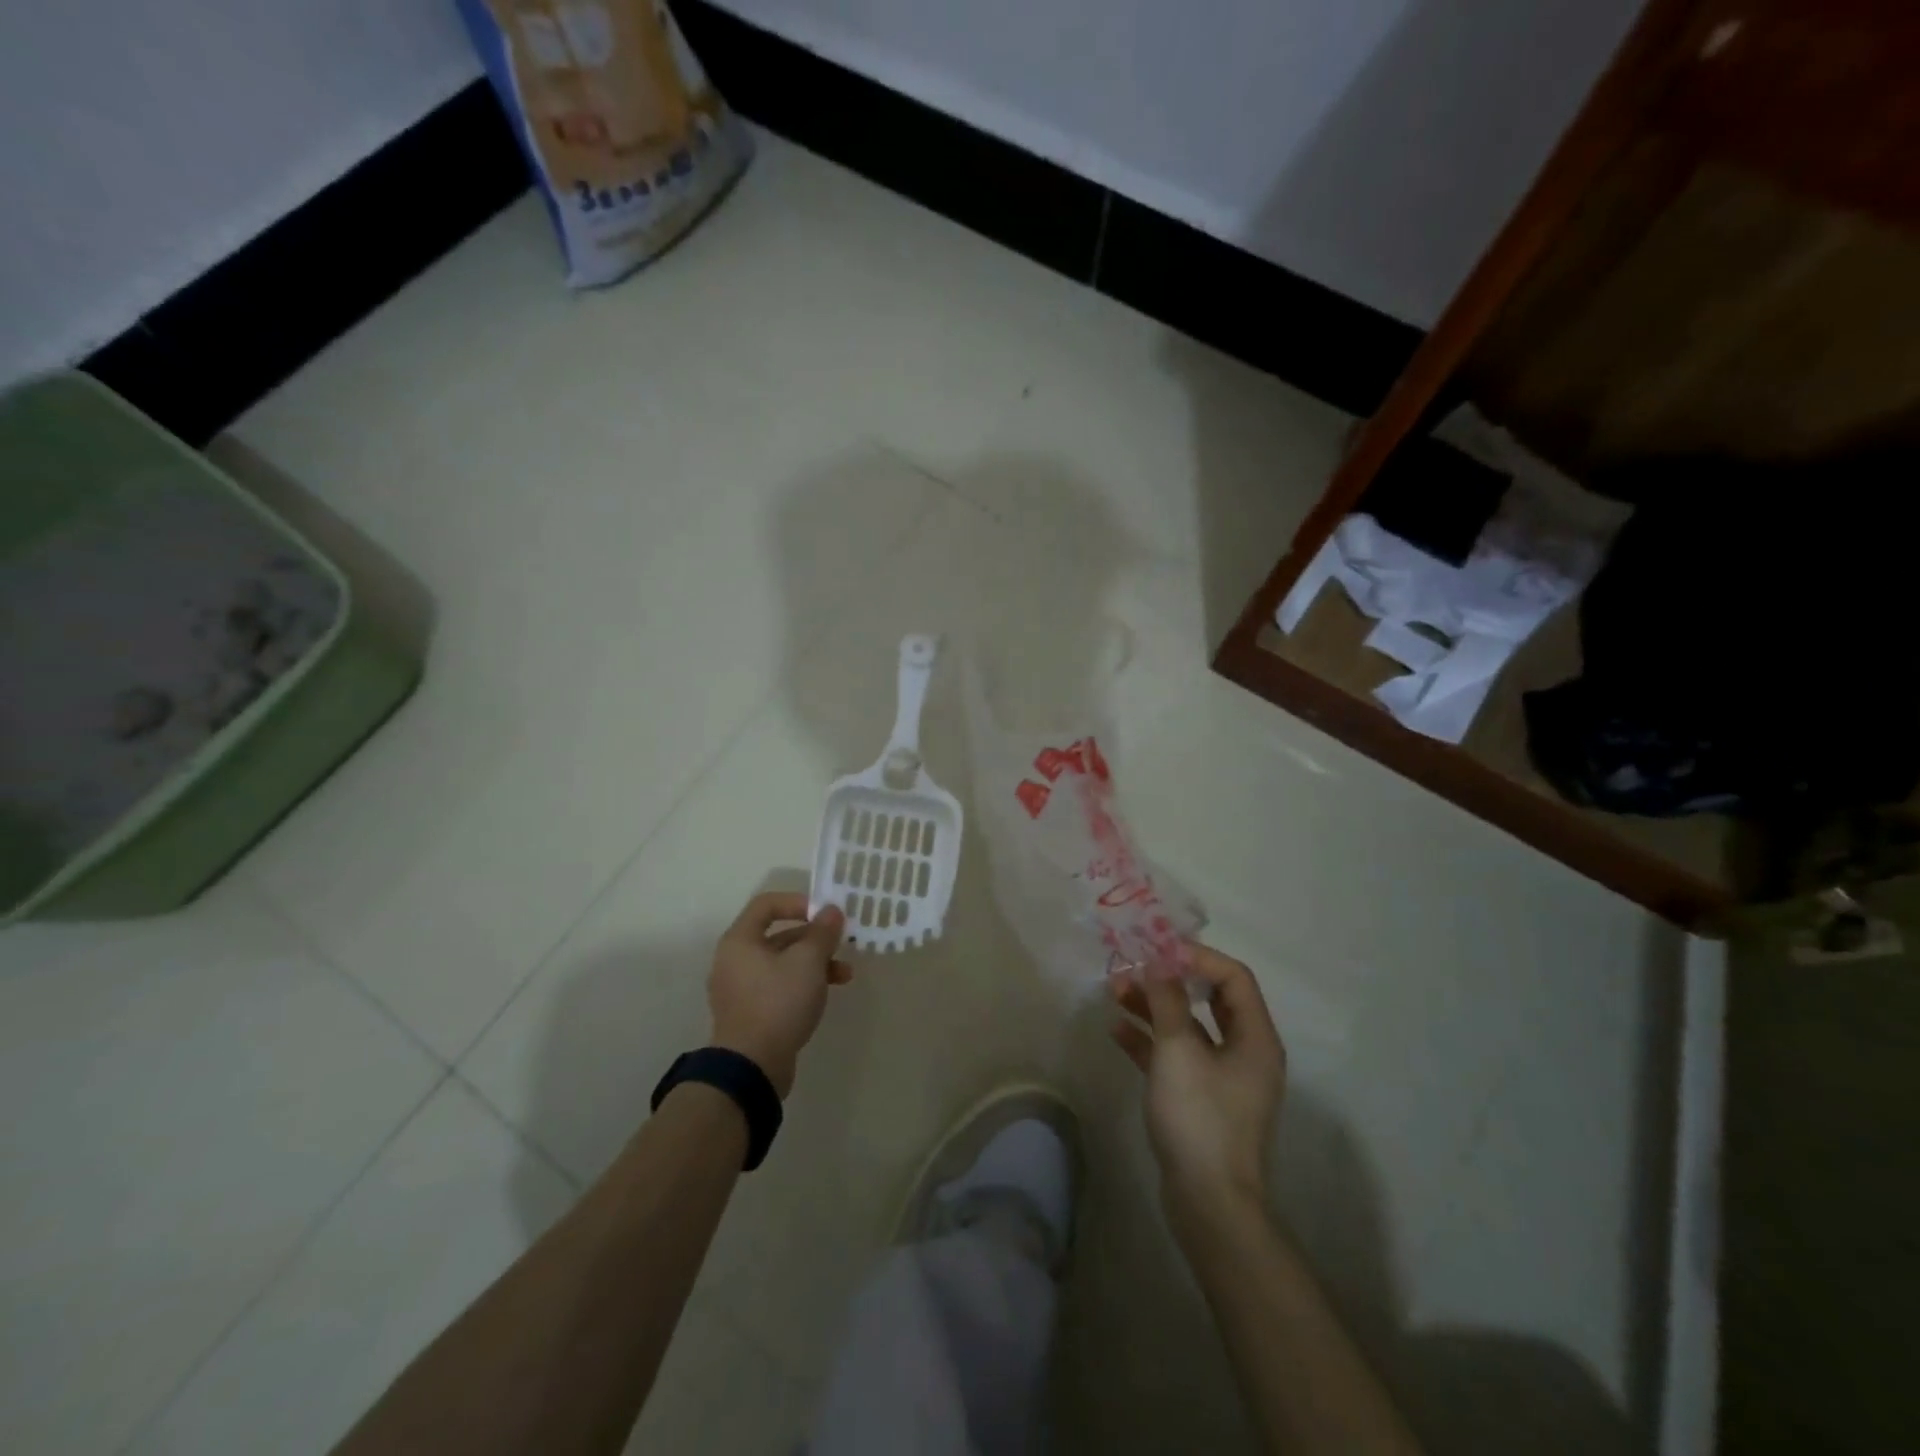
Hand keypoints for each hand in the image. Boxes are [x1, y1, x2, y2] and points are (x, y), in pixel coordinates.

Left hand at [708, 892, 849, 1098]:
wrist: (752, 1068)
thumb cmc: (778, 1003)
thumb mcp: (808, 961)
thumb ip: (823, 932)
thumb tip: (832, 911)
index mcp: (740, 940)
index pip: (767, 904)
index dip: (798, 902)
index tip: (825, 913)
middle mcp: (735, 960)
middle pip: (778, 935)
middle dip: (814, 938)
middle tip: (842, 943)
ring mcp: (741, 989)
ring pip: (782, 963)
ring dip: (815, 963)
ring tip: (845, 974)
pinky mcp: (751, 1013)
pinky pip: (779, 986)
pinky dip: (803, 983)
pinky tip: (826, 994)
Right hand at [1109, 943, 1286, 1219]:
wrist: (1210, 1205)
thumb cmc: (1200, 1118)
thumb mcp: (1179, 1051)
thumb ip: (1168, 1001)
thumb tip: (1158, 961)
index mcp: (1255, 1037)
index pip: (1233, 977)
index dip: (1196, 957)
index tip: (1157, 949)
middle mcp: (1245, 1052)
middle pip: (1209, 999)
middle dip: (1169, 980)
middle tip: (1133, 967)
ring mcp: (1223, 1078)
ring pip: (1188, 1027)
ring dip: (1154, 1007)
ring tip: (1114, 992)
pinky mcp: (1201, 1098)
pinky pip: (1176, 1056)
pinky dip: (1150, 1040)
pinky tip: (1117, 1030)